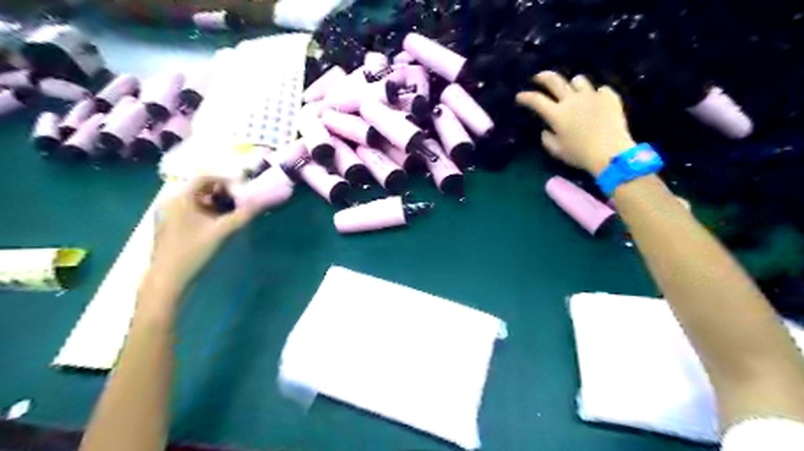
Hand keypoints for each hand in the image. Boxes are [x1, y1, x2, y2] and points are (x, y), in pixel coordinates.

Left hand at [146, 177, 253, 290]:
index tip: (243, 189)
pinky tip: (218, 224)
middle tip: (240, 201)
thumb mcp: (223, 231)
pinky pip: (190, 211)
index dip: (225, 181)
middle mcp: (171, 202)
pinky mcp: (169, 226)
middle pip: (200, 189)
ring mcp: (168, 215)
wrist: (168, 279)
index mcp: (181, 198)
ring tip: (233, 213)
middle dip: (222, 193)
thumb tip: (262, 201)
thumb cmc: (195, 251)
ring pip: (196, 201)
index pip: (204, 178)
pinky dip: (206, 212)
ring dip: (216, 203)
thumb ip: (244, 214)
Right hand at [518, 71, 637, 173]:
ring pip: (578, 80)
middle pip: (555, 81)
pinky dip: (595, 94)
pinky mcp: (609, 97)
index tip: (519, 96)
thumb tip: (546, 130)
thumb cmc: (579, 154)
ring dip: (572, 84)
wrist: (611, 152)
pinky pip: (600, 89)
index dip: (525, 97)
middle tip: (538, 77)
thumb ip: (547, 139)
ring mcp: (592, 96)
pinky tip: (595, 102)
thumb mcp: (557, 151)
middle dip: (543, 77)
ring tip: (572, 90)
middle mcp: (572, 100)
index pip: (536, 100)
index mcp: (557, 114)